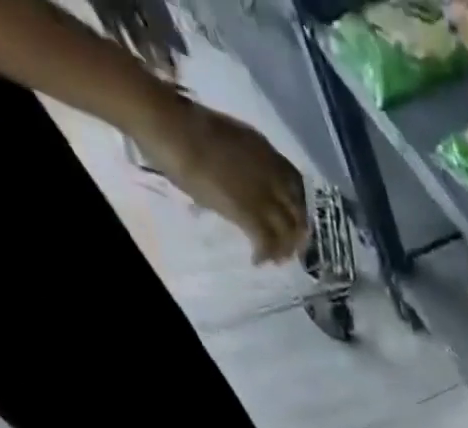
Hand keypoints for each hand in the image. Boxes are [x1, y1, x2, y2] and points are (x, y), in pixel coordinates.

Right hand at [134, 94, 308, 262]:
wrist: (170, 127)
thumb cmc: (187, 126)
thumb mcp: (229, 139)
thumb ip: (243, 161)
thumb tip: (241, 179)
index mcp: (266, 152)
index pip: (296, 184)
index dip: (298, 207)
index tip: (293, 220)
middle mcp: (272, 175)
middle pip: (297, 214)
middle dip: (296, 235)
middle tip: (288, 249)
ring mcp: (262, 195)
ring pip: (286, 232)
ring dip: (282, 250)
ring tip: (274, 260)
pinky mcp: (248, 212)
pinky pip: (266, 241)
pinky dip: (264, 254)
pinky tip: (257, 260)